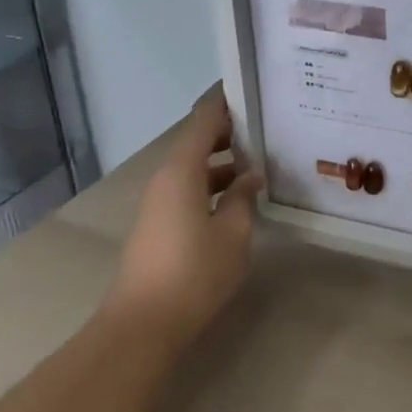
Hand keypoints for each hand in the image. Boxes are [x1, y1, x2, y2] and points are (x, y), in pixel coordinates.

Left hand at [106, 84, 262, 350]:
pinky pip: (190, 188)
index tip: (251, 87)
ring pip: (195, 167)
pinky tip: (241, 197)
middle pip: (197, 140)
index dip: (225, 100)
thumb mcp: (235, 233)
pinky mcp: (159, 223)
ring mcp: (159, 202)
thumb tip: (251, 176)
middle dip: (231, 131)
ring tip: (262, 161)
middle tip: (268, 125)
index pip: (204, 119)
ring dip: (225, 161)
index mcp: (182, 170)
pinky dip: (214, 184)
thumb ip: (245, 198)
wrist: (143, 325)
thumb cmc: (194, 272)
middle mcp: (166, 178)